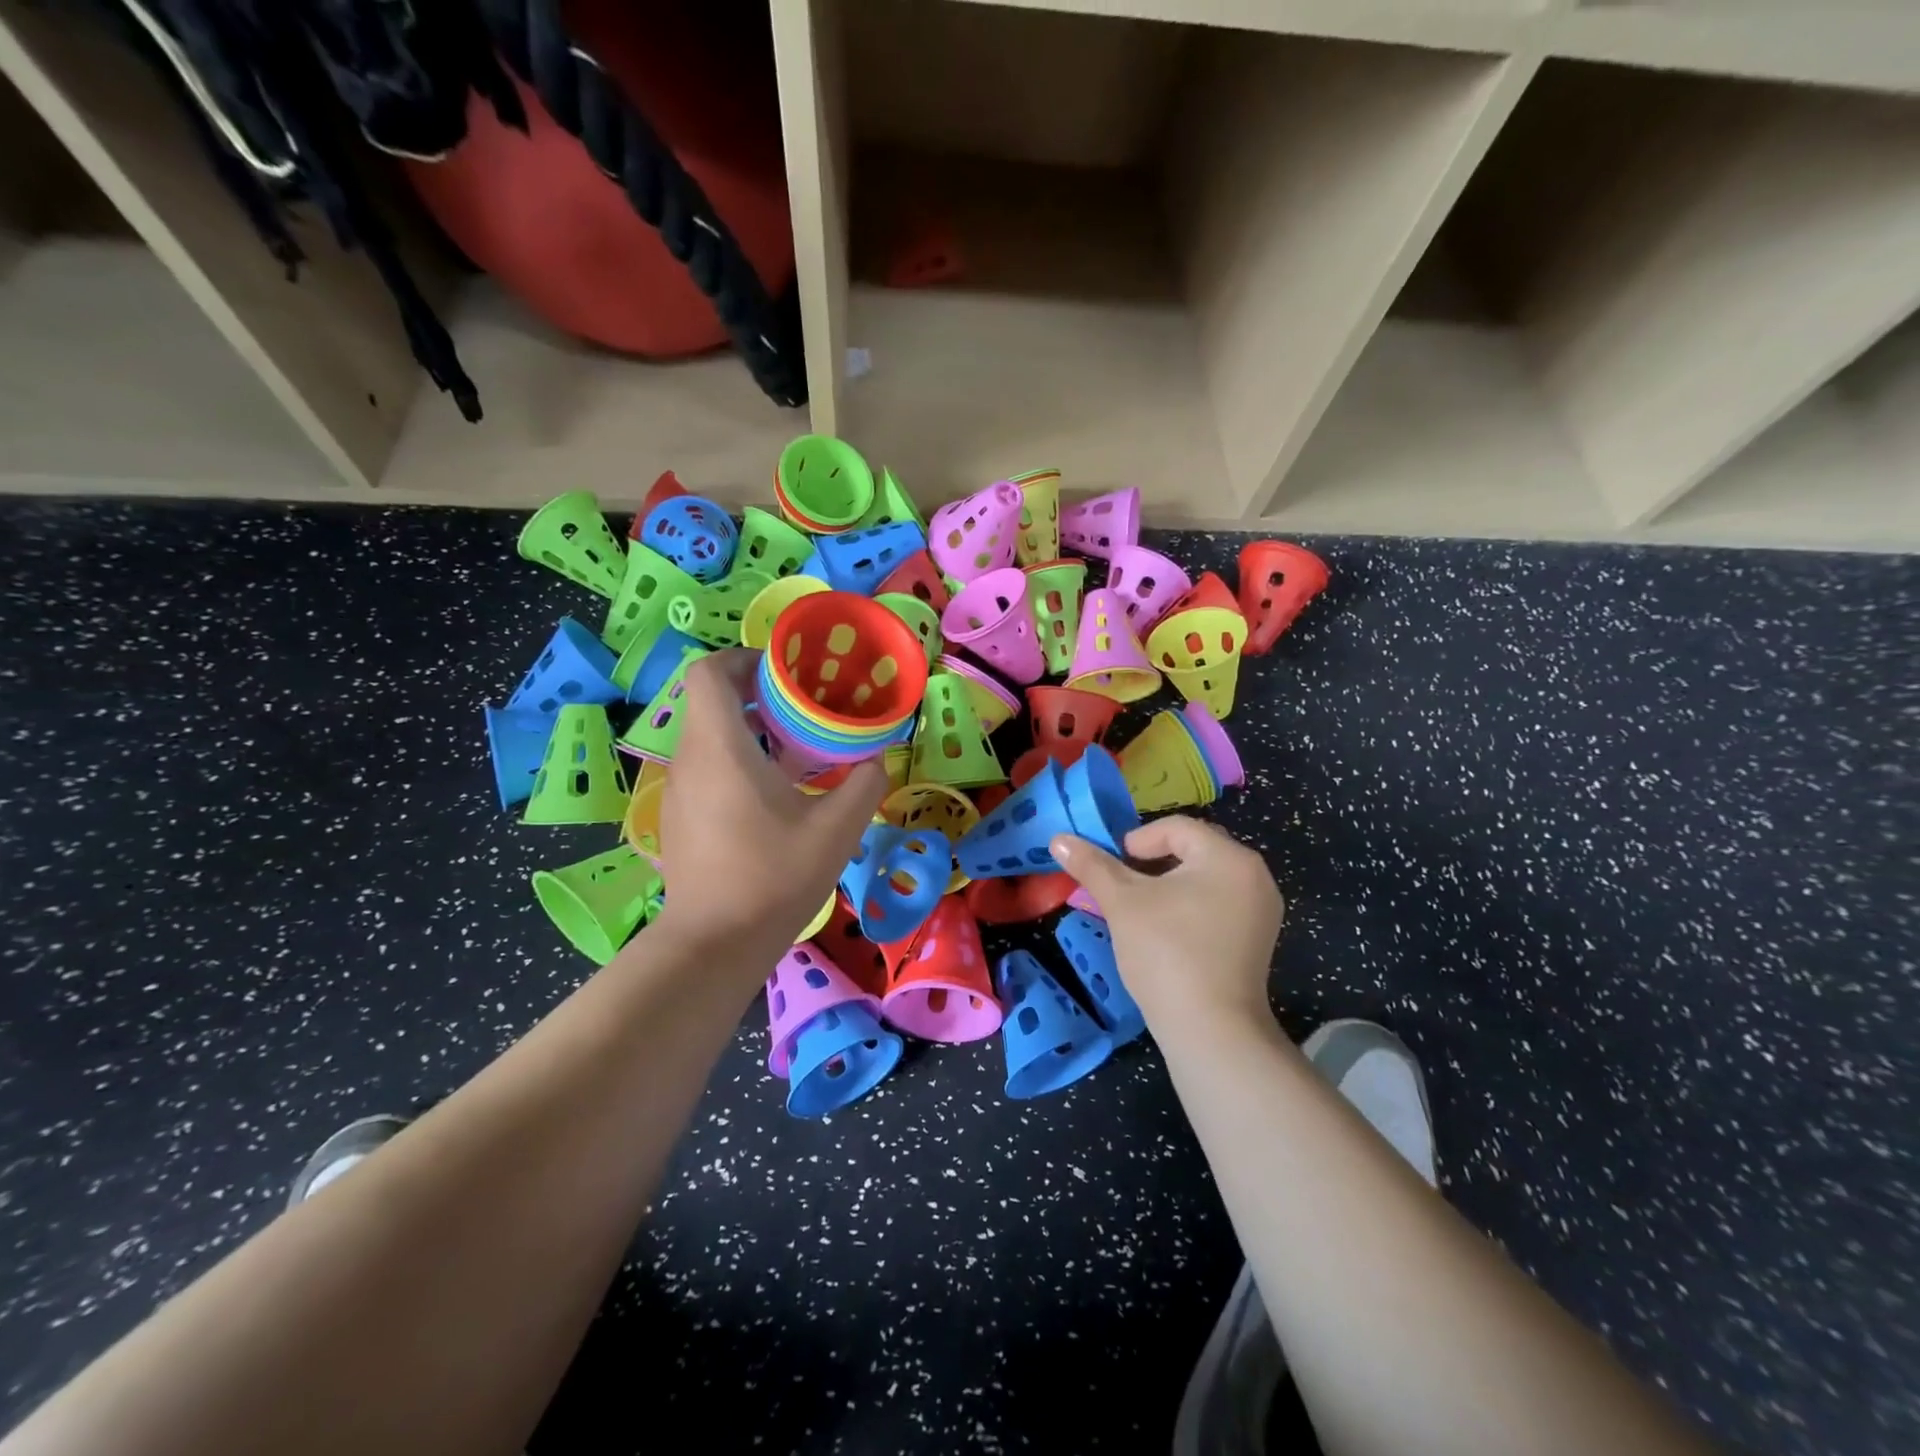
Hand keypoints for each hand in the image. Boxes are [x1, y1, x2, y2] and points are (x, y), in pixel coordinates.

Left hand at [655, 650, 887, 955]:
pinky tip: (772, 794)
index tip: (784, 672)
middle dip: (757, 694)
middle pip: (711, 700)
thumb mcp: (837, 830)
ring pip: (709, 734)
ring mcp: (679, 789)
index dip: (744, 658)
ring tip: (795, 750)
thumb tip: (874, 757)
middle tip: (803, 709)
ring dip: (749, 729)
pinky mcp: (680, 815)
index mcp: (721, 747)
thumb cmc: (773, 877)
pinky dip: (737, 760)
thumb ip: (864, 783)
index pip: (709, 672)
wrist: (714, 943)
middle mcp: (690, 758)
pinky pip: (706, 765)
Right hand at [1050, 817, 1283, 1028]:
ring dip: (1168, 886)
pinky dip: (1189, 908)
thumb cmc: (1167, 953)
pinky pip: (1218, 905)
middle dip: (1152, 863)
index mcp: (1229, 857)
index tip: (1113, 870)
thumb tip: (1059, 839)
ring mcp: (1261, 911)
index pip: (1176, 828)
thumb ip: (1093, 866)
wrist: (1212, 1032)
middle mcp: (1254, 876)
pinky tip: (1166, 934)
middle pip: (1193, 850)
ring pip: (1204, 879)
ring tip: (1139, 911)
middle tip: (1123, 888)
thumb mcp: (1123, 903)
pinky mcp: (1257, 941)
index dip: (1137, 841)